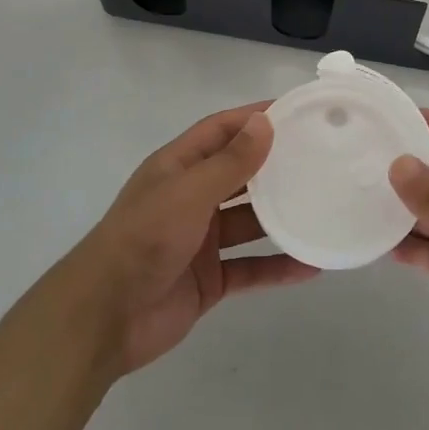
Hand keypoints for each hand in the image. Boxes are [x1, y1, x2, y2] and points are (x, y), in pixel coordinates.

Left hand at [61, 104, 319, 376]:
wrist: (104, 317)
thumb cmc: (144, 238)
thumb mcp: (189, 192)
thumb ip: (230, 162)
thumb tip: (264, 122)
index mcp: (179, 167)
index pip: (222, 130)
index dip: (255, 118)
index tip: (296, 112)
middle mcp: (191, 197)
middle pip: (240, 174)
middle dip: (275, 165)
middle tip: (321, 157)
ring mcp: (201, 240)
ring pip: (250, 222)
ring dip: (282, 216)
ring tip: (324, 207)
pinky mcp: (209, 279)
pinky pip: (251, 267)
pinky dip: (278, 266)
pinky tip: (311, 266)